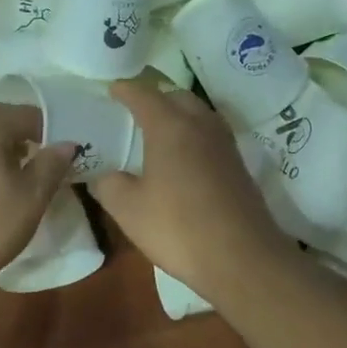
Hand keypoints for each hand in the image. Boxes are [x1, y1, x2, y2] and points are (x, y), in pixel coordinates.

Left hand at [0, 100, 75, 303]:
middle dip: (28, 140)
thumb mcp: (31, 197)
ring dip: (6, 151)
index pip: (33, 115)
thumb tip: (68, 143)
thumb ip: (52, 164)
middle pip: (5, 120)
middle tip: (47, 169)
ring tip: (23, 180)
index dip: (54, 135)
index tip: (67, 159)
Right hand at [86, 80, 293, 301]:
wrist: (242, 258)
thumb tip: (105, 176)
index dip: (126, 90)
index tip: (112, 89)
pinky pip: (211, 136)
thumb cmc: (178, 228)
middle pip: (177, 97)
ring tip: (160, 131)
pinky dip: (194, 135)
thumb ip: (109, 185)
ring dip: (179, 115)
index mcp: (170, 127)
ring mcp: (225, 145)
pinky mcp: (239, 166)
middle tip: (135, 110)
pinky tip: (185, 158)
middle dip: (156, 97)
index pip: (144, 95)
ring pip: (199, 114)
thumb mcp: (128, 210)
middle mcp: (201, 126)